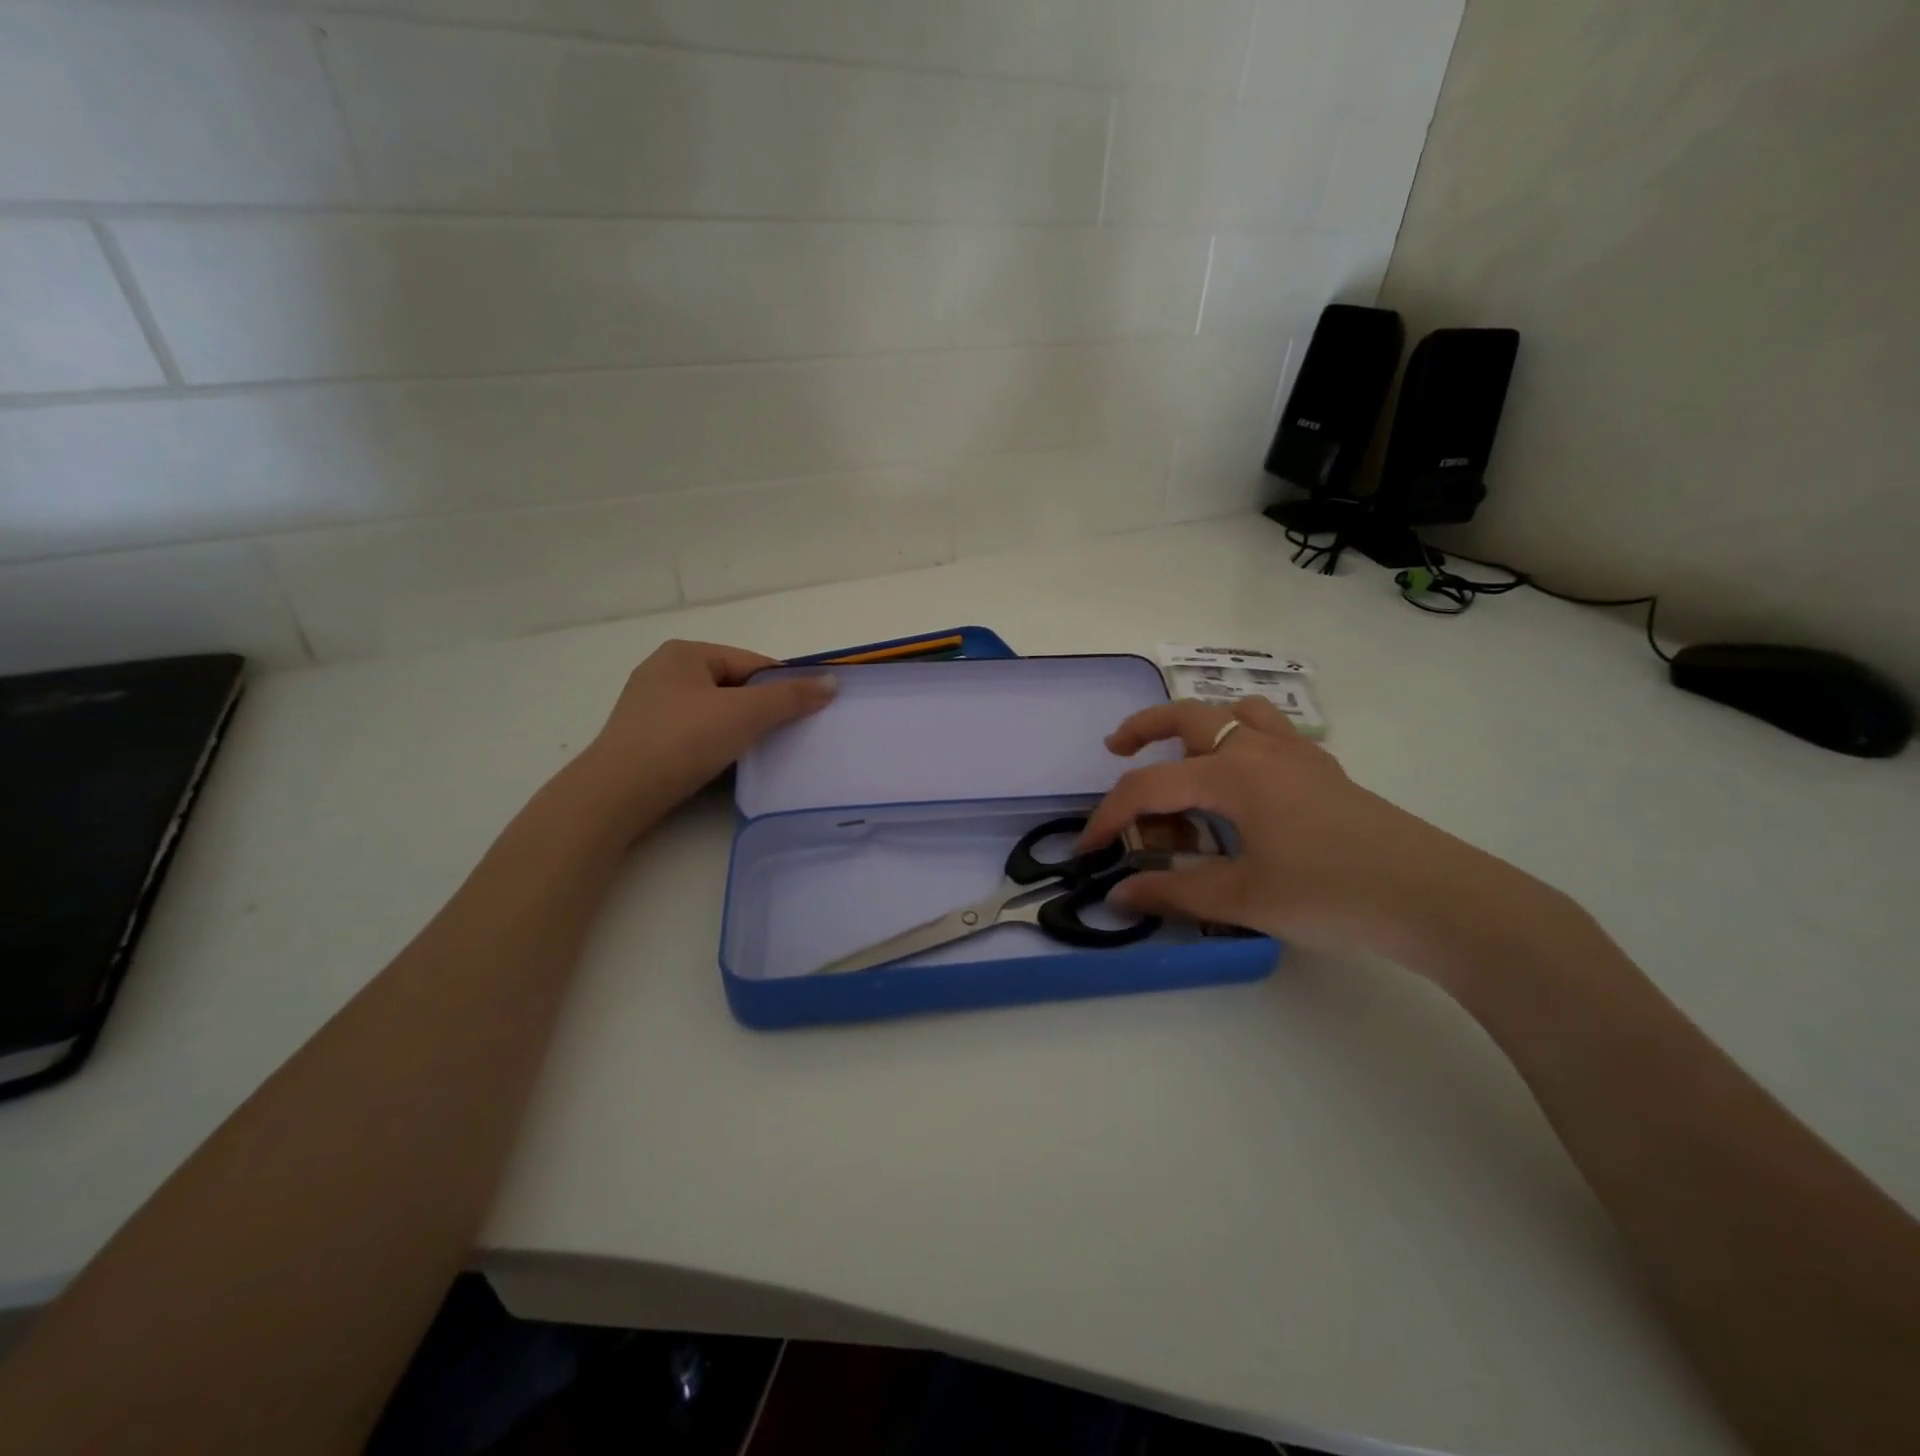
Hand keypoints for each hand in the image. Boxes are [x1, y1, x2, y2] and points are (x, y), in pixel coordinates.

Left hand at [572, 640, 835, 840]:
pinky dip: (715, 745)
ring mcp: (651, 706)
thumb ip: (790, 697)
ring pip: (715, 712)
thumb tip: (831, 682)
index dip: (783, 688)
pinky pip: (695, 734)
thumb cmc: (682, 741)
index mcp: (686, 653)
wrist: (616, 795)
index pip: (753, 663)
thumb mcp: (744, 714)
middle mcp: (665, 671)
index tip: (806, 715)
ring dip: (739, 731)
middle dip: (761, 711)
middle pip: (734, 687)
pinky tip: (726, 765)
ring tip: (760, 754)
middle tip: (787, 737)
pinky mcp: (644, 739)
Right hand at [1079, 698, 1554, 978]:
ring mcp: (1299, 755)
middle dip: (1143, 729)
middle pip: (1188, 717)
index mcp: (1233, 775)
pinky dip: (1244, 740)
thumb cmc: (1333, 894)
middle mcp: (1260, 750)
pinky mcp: (1326, 772)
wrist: (1438, 899)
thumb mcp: (1244, 898)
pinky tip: (1247, 782)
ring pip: (1237, 712)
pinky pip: (1273, 733)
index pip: (1149, 786)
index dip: (1110, 816)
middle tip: (1116, 749)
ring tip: (1184, 756)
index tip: (1088, 849)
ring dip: (1200, 724)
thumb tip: (1119, 894)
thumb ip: (1175, 891)